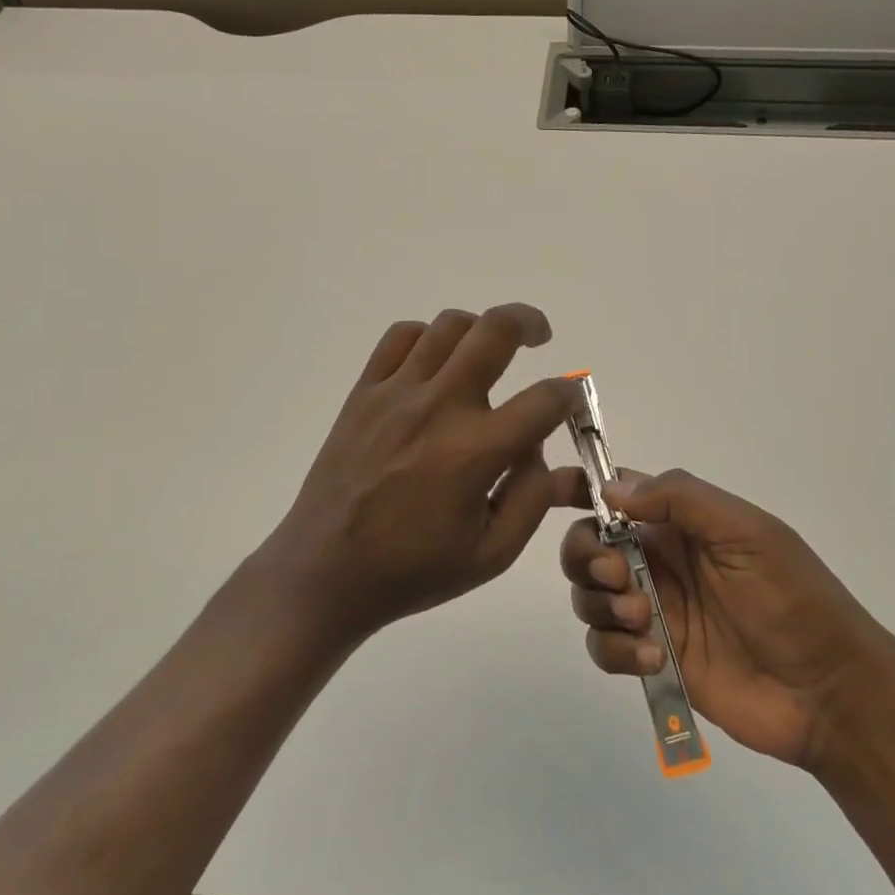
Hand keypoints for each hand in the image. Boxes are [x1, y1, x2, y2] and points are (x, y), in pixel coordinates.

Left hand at [257, 304, 577, 644]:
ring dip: (480, 328)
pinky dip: (427, 336)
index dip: (570, 395)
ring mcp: (397, 393)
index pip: (545, 399)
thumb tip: (544, 451)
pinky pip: (400, 337)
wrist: (325, 572)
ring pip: (449, 325)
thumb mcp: (491, 555)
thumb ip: (532, 499)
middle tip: (540, 334)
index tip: (570, 402)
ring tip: (487, 349)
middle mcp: (439, 407)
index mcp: (475, 452)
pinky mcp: (364, 392)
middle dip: (530, 322)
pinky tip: (435, 361)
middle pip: (495, 330)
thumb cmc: (413, 570)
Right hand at [561, 469, 871, 770]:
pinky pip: (605, 647)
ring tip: (644, 621)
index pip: (618, 492)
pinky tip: (653, 658)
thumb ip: (682, 500)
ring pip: (588, 595)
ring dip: (600, 603)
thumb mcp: (747, 532)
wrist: (828, 692)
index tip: (555, 494)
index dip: (583, 487)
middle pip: (587, 542)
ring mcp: (653, 611)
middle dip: (585, 554)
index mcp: (679, 522)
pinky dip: (615, 650)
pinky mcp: (652, 659)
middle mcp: (657, 560)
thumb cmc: (792, 597)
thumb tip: (612, 490)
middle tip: (616, 576)